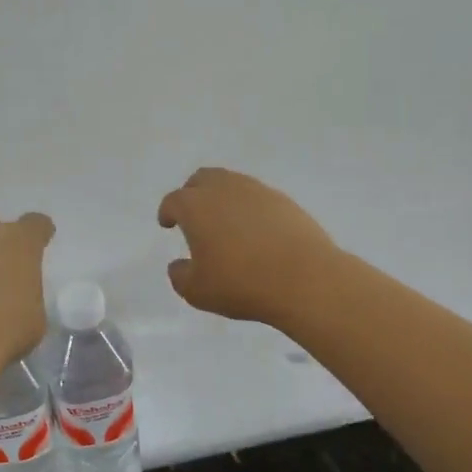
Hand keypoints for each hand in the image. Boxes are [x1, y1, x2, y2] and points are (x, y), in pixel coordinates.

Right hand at [157, 168, 339, 324]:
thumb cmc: (241, 284)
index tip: (167, 223)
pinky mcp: (284, 200)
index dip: (167, 212)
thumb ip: (180, 275)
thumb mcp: (197, 291)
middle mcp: (224, 189)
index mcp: (196, 206)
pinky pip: (256, 196)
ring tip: (224, 221)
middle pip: (201, 179)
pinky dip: (248, 207)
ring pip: (231, 183)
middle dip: (192, 194)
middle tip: (193, 214)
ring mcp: (257, 191)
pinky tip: (253, 229)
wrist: (305, 278)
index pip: (174, 201)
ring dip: (221, 197)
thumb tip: (179, 265)